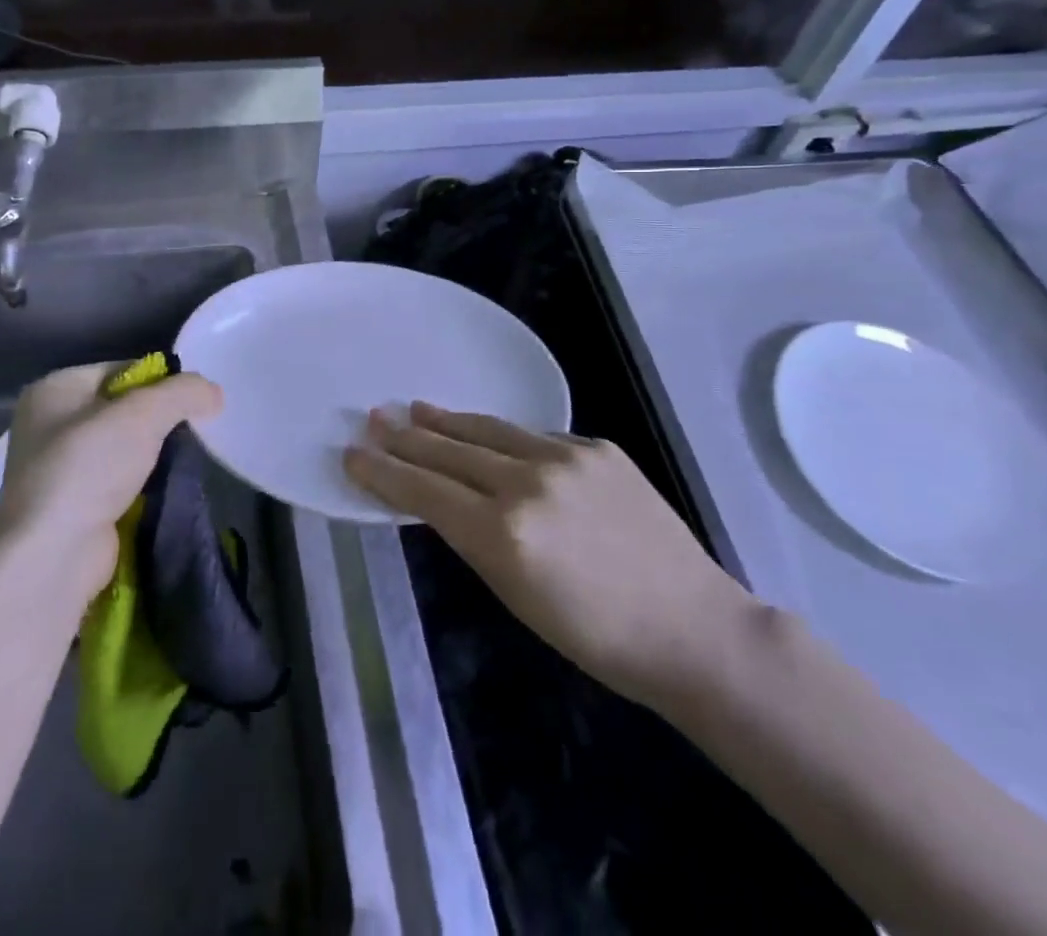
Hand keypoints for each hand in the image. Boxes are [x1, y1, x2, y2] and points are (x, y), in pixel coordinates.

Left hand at [0, 363, 222, 595]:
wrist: (53, 555)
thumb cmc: (89, 468)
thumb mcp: (144, 414)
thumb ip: (183, 392)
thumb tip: (214, 393)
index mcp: (54, 389)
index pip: (120, 370)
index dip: (160, 381)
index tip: (192, 401)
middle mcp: (48, 424)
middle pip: (122, 408)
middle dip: (159, 419)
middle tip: (194, 429)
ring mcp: (57, 468)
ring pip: (123, 446)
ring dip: (153, 454)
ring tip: (183, 460)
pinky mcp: (72, 505)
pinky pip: (117, 480)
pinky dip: (142, 483)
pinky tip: (163, 488)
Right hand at [345, 404, 754, 709]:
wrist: (692, 626)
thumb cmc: (596, 636)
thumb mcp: (516, 596)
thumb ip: (476, 538)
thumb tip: (443, 499)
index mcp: (503, 535)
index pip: (425, 492)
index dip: (384, 472)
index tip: (354, 454)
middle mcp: (528, 484)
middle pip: (451, 452)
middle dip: (407, 437)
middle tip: (375, 418)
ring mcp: (566, 458)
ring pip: (490, 430)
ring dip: (449, 422)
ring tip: (417, 409)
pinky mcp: (597, 446)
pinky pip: (535, 437)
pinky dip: (505, 438)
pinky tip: (490, 437)